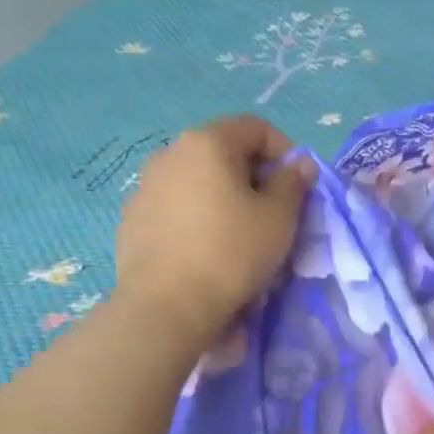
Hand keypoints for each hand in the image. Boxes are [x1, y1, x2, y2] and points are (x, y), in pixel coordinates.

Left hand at [116, 116, 315, 351]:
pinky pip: (176, 206)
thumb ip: (293, 183)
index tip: (297, 188)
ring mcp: (145, 185)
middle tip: (272, 215)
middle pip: (224, 151)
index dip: (285, 152)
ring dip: (224, 197)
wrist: (167, 305)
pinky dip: (197, 217)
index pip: (256, 127)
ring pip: (198, 180)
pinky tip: (206, 251)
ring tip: (238, 235)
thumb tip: (300, 163)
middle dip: (254, 176)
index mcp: (207, 142)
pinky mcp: (133, 218)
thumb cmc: (232, 254)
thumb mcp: (279, 219)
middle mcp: (170, 152)